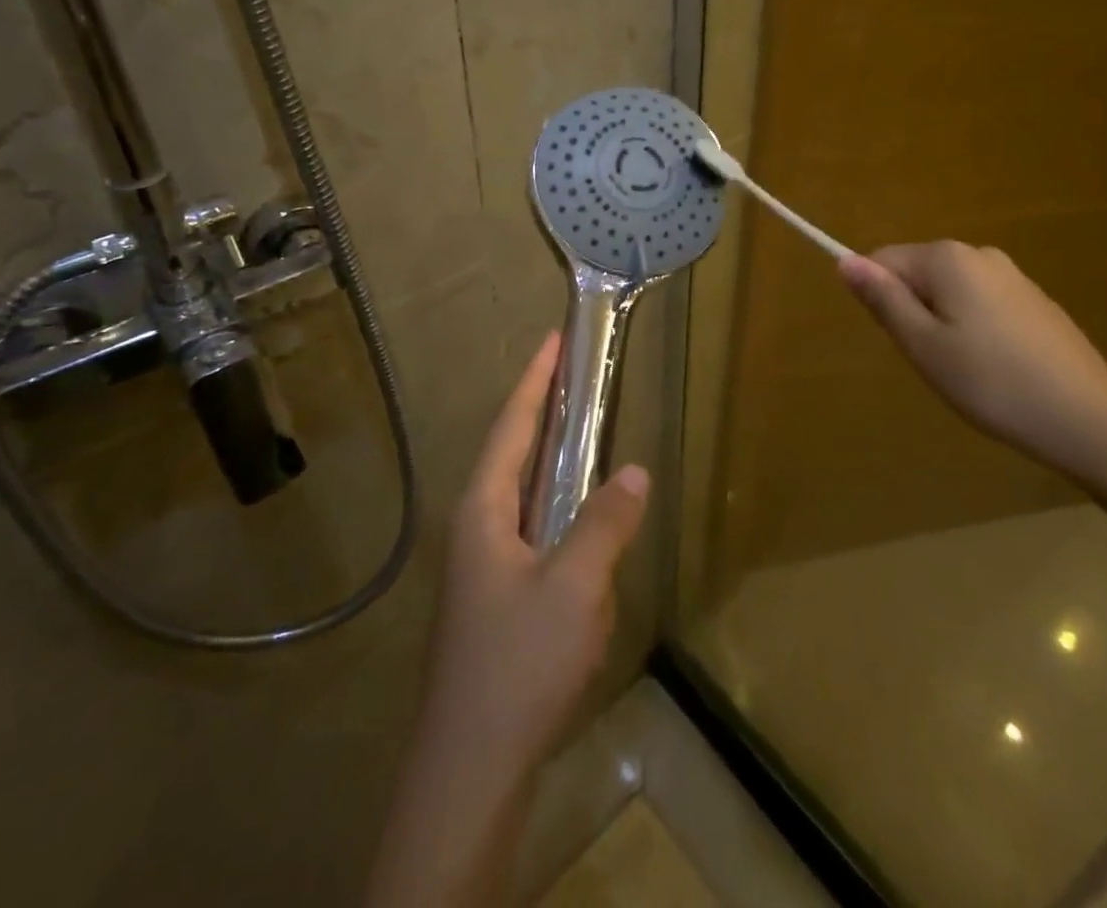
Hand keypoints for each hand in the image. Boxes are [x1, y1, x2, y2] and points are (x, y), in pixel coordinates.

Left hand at [417, 332, 649, 788]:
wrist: (471, 768)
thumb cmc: (518, 664)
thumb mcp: (575, 586)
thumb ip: (606, 522)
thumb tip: (635, 470)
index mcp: (483, 509)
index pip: (512, 425)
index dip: (535, 379)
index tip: (554, 338)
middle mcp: (476, 527)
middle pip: (514, 453)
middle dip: (546, 414)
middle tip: (581, 379)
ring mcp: (484, 566)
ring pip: (525, 496)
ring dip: (555, 465)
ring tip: (589, 439)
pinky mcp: (498, 599)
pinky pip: (534, 535)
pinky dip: (561, 514)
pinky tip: (587, 529)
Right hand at [839, 241, 1106, 485]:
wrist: (1088, 419)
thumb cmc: (992, 383)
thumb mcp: (923, 345)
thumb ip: (883, 300)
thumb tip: (844, 261)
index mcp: (947, 258)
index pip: (883, 260)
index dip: (880, 300)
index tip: (902, 341)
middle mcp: (979, 253)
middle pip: (918, 273)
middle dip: (912, 312)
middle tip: (932, 361)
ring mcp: (1013, 275)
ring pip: (950, 292)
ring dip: (942, 324)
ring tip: (965, 370)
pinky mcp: (1035, 301)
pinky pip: (982, 304)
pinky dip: (975, 330)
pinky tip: (995, 369)